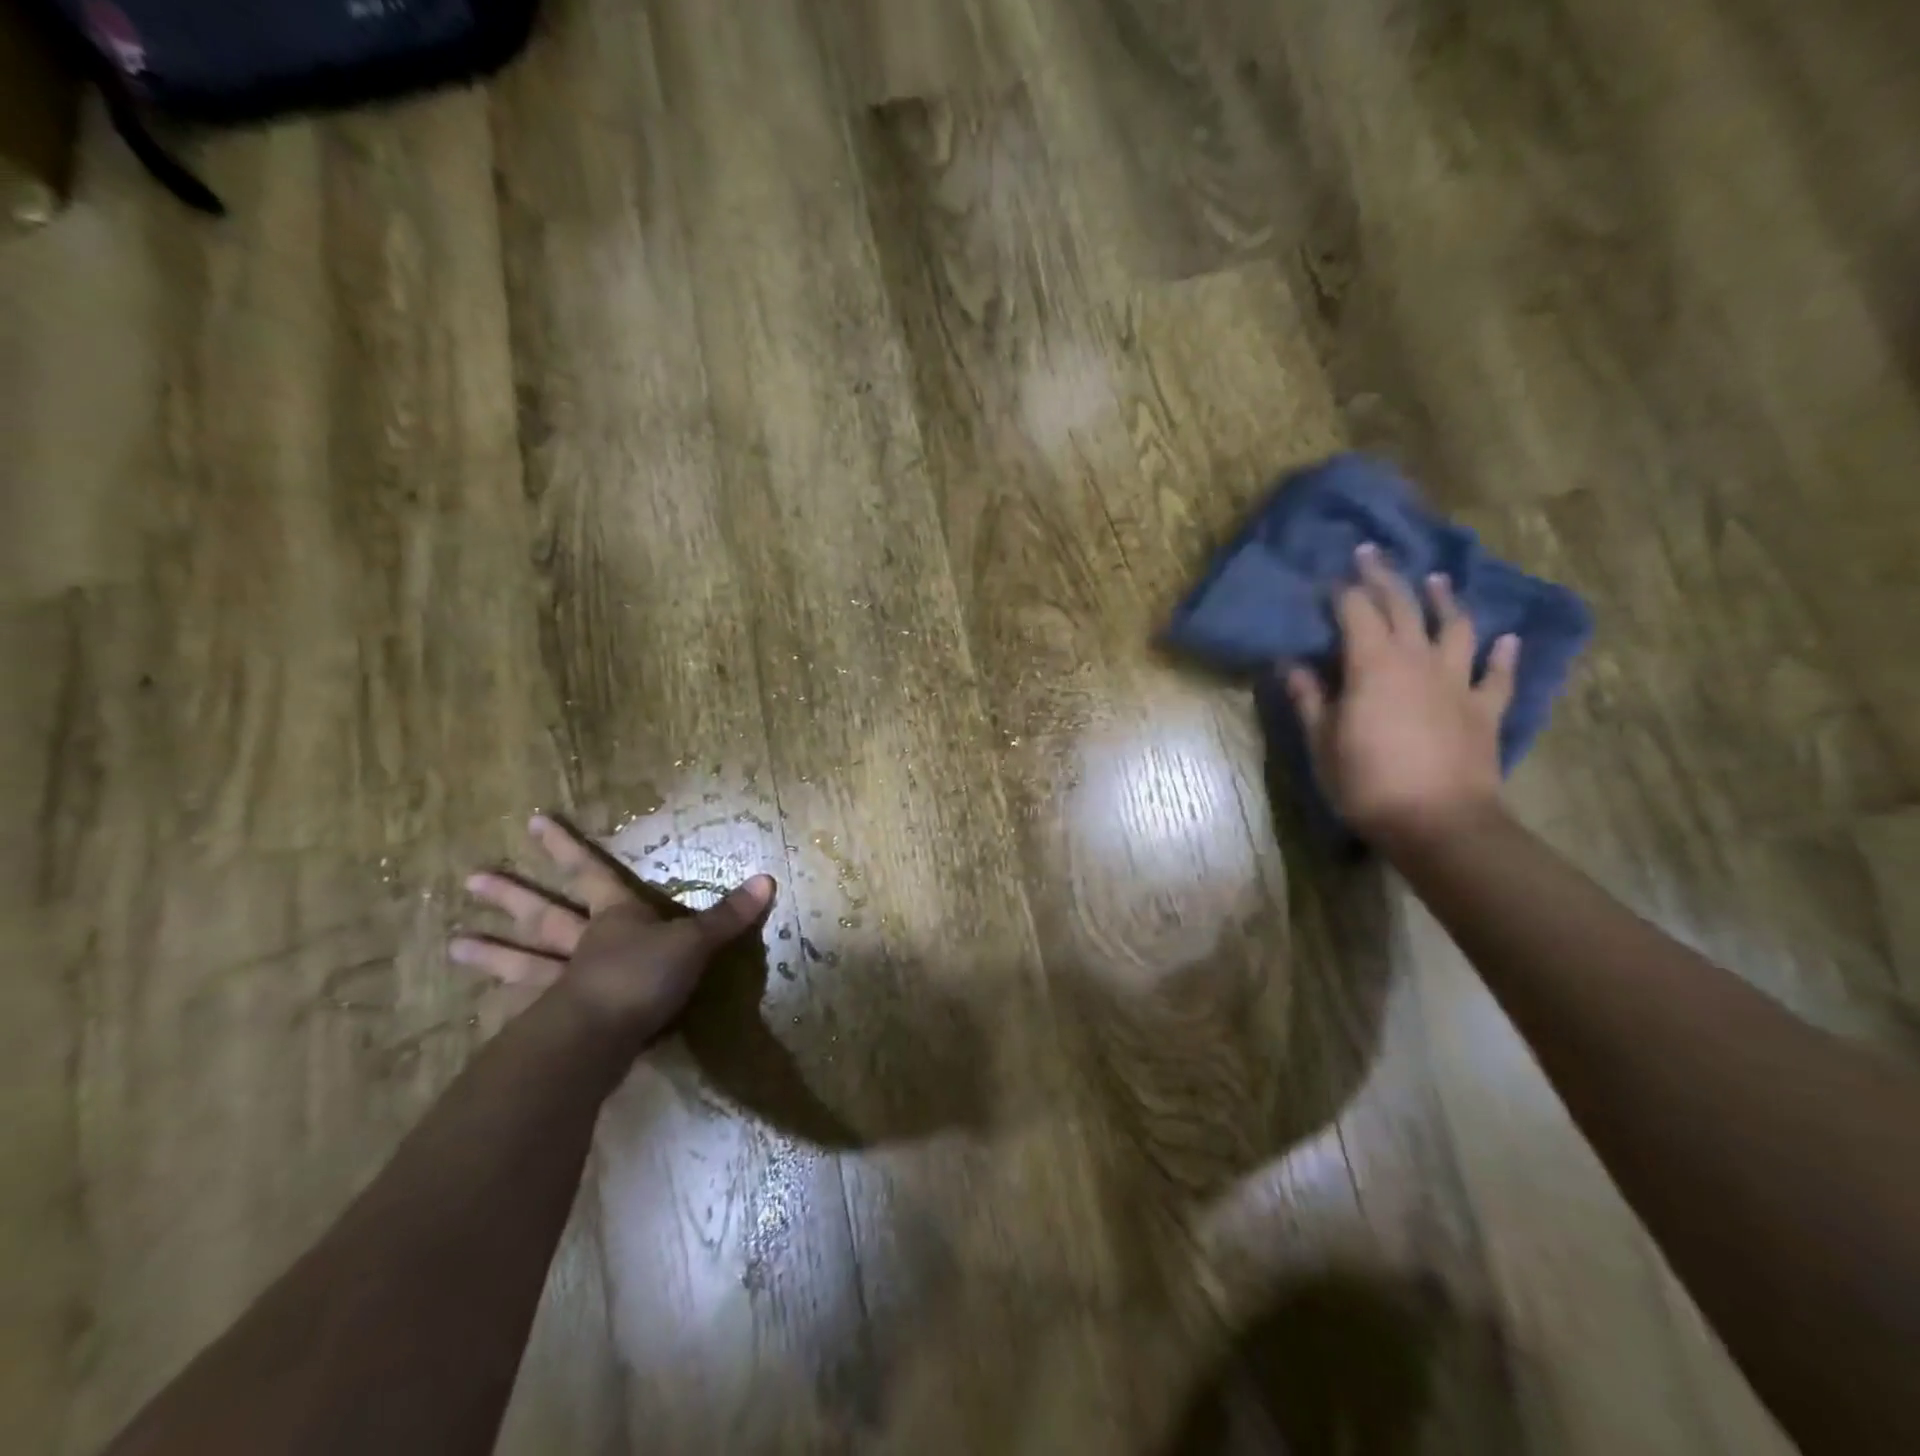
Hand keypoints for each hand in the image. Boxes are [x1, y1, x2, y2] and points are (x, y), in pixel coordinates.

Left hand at [451, 814, 775, 1046]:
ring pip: (524, 962)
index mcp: (615, 918)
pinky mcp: (555, 1024)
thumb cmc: (645, 977)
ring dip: (492, 954)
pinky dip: (505, 1011)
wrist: (600, 1038)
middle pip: (544, 915)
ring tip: (452, 944)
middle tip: (471, 880)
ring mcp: (561, 984)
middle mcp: (582, 945)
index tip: (534, 822)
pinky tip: (484, 1013)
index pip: (591, 873)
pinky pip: (525, 1013)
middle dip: (513, 897)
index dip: (566, 848)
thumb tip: (768, 879)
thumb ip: (727, 916)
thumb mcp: (694, 943)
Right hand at [1284, 543, 1519, 847]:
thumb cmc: (1366, 782)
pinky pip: (1498, 674)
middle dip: (1384, 578)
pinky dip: (1503, 654)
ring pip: (1455, 628)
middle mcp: (1417, 660)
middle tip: (1371, 555)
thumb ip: (1309, 698)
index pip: (1355, 612)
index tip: (1329, 579)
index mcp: (1372, 665)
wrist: (1438, 822)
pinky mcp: (1485, 709)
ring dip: (1444, 601)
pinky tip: (1507, 639)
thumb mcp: (1322, 741)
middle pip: (1402, 607)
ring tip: (1436, 581)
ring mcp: (1457, 682)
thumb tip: (1289, 665)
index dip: (1341, 592)